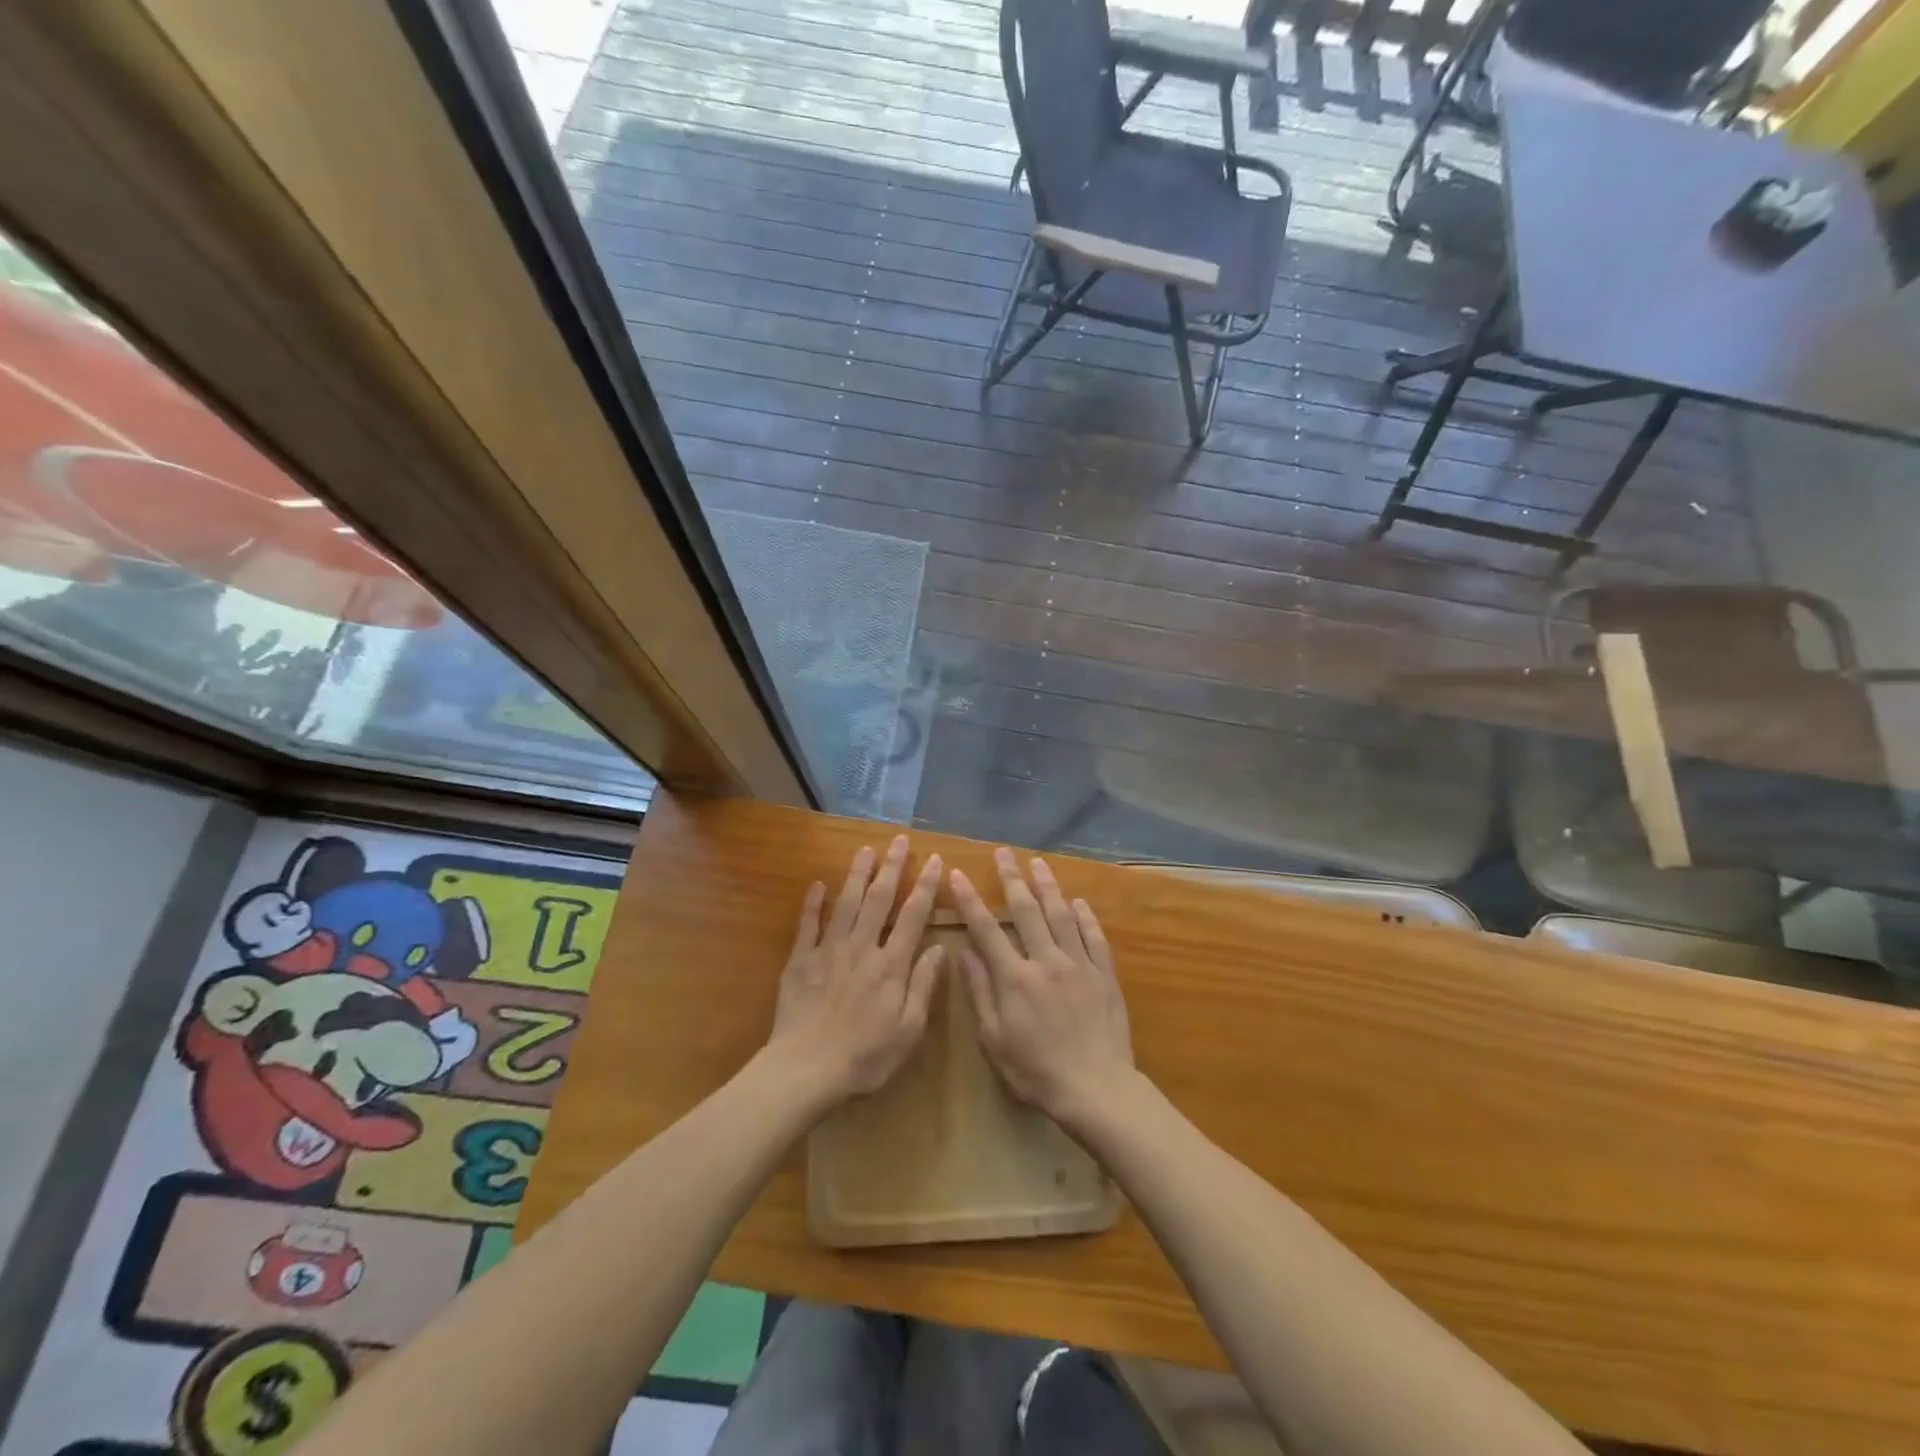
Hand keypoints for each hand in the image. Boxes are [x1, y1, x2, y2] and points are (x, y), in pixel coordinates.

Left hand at [767, 835, 944, 1105]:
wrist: (806, 1069)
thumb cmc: (865, 1057)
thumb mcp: (908, 1031)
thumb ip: (923, 986)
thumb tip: (939, 949)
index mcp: (891, 966)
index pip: (912, 916)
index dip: (925, 886)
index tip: (934, 860)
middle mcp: (862, 948)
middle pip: (879, 899)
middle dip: (892, 867)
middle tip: (899, 840)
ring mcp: (828, 951)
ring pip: (846, 903)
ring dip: (857, 874)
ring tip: (865, 849)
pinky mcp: (801, 961)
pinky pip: (808, 925)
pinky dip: (813, 903)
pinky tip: (818, 884)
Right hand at [950, 848, 1132, 1127]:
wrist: (1096, 1088)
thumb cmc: (1036, 1071)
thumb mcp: (995, 1040)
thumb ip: (981, 993)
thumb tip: (965, 954)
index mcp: (1015, 978)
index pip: (987, 930)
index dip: (970, 900)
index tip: (958, 874)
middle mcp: (1046, 961)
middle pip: (1026, 911)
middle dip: (1012, 878)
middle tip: (1004, 852)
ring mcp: (1079, 964)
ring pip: (1061, 915)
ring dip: (1048, 886)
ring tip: (1039, 863)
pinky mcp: (1104, 974)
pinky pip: (1094, 937)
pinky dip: (1085, 916)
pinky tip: (1078, 902)